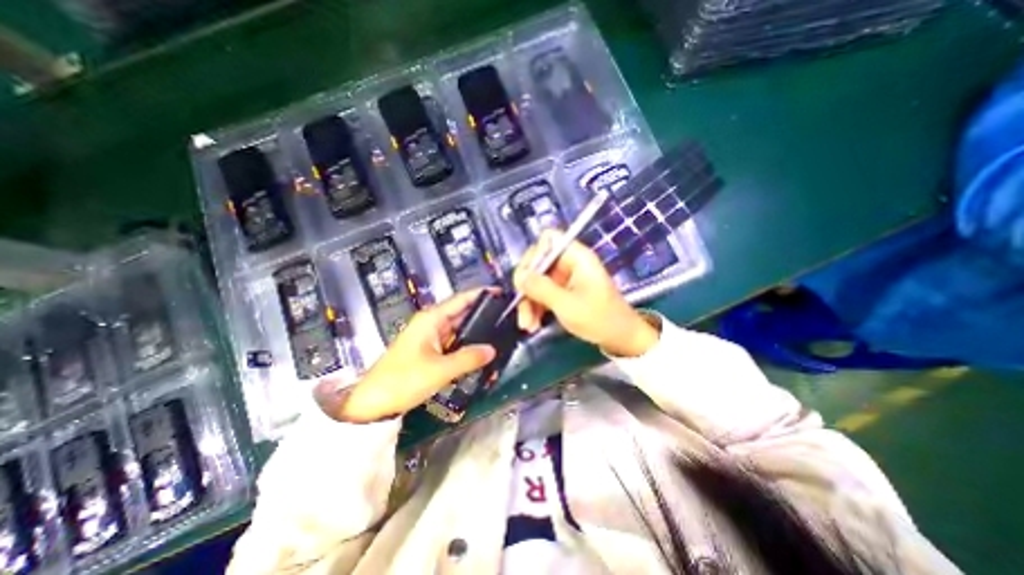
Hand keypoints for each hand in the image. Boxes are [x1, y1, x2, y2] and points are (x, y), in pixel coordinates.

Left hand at [317, 292, 501, 421]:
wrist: (373, 403)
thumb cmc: (403, 380)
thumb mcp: (439, 370)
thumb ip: (468, 358)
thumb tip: (492, 350)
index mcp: (432, 319)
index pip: (461, 299)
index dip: (481, 294)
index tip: (502, 293)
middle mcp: (432, 323)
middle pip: (462, 313)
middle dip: (483, 314)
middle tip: (507, 317)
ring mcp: (431, 337)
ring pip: (459, 329)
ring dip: (476, 332)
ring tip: (500, 333)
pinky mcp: (430, 351)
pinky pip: (454, 343)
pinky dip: (467, 346)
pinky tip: (482, 351)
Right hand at [516, 230, 660, 357]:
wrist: (620, 339)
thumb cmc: (599, 319)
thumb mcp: (567, 305)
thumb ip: (541, 288)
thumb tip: (519, 275)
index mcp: (576, 257)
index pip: (549, 239)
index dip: (535, 254)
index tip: (526, 278)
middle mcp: (569, 263)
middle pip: (538, 262)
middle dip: (527, 286)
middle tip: (521, 305)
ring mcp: (565, 278)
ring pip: (536, 281)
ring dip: (528, 302)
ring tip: (527, 325)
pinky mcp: (562, 291)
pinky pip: (542, 293)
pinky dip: (535, 308)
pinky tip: (532, 325)